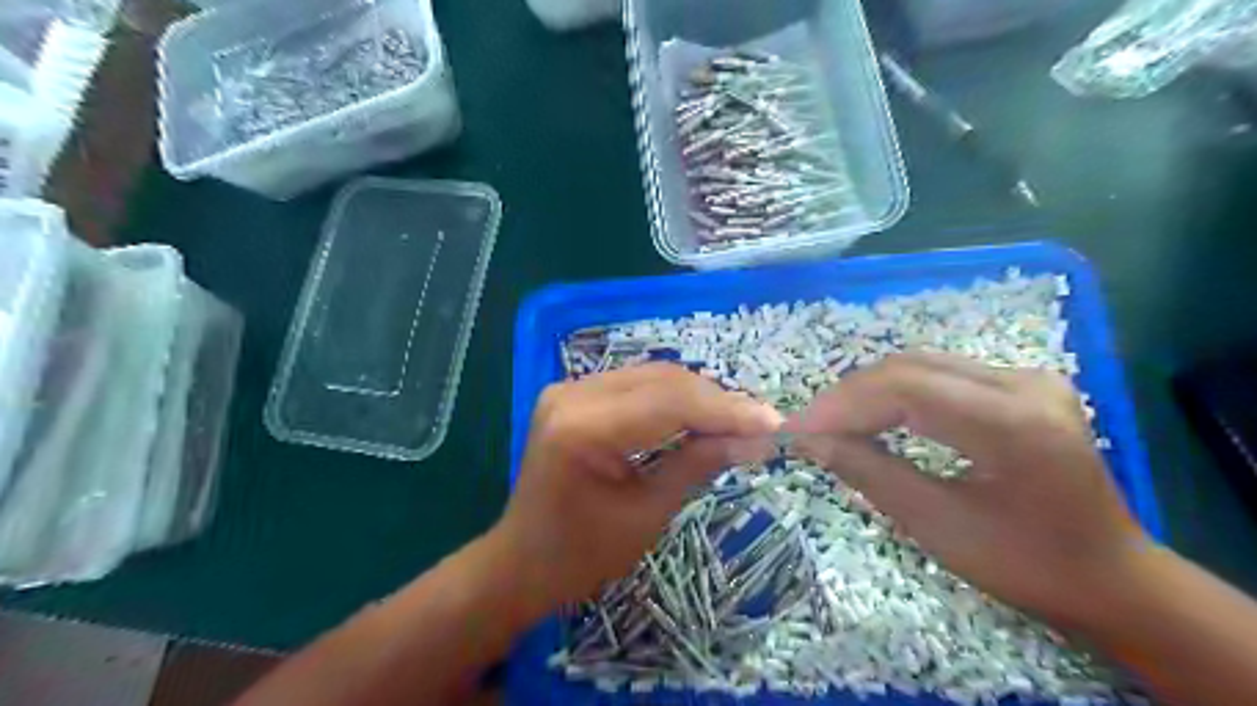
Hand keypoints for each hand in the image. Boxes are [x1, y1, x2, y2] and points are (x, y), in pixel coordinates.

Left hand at [484, 363, 783, 618]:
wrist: (521, 562)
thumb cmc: (581, 555)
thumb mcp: (647, 515)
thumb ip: (697, 464)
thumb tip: (754, 439)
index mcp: (583, 428)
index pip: (669, 402)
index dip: (726, 410)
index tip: (772, 423)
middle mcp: (572, 394)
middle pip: (662, 380)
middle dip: (716, 401)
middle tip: (760, 424)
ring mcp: (569, 389)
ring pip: (652, 377)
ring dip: (698, 396)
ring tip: (739, 420)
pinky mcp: (574, 394)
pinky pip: (636, 385)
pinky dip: (673, 399)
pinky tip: (701, 415)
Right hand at [787, 357, 1152, 626]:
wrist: (1111, 575)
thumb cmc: (1027, 566)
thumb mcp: (938, 526)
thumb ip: (869, 473)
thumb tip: (810, 441)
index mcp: (1013, 423)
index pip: (904, 389)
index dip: (841, 405)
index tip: (796, 429)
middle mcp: (1023, 383)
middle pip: (909, 368)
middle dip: (848, 397)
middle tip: (808, 428)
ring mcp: (1025, 377)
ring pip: (920, 366)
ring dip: (868, 392)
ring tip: (831, 423)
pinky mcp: (1019, 384)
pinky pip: (938, 376)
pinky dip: (895, 394)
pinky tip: (872, 416)